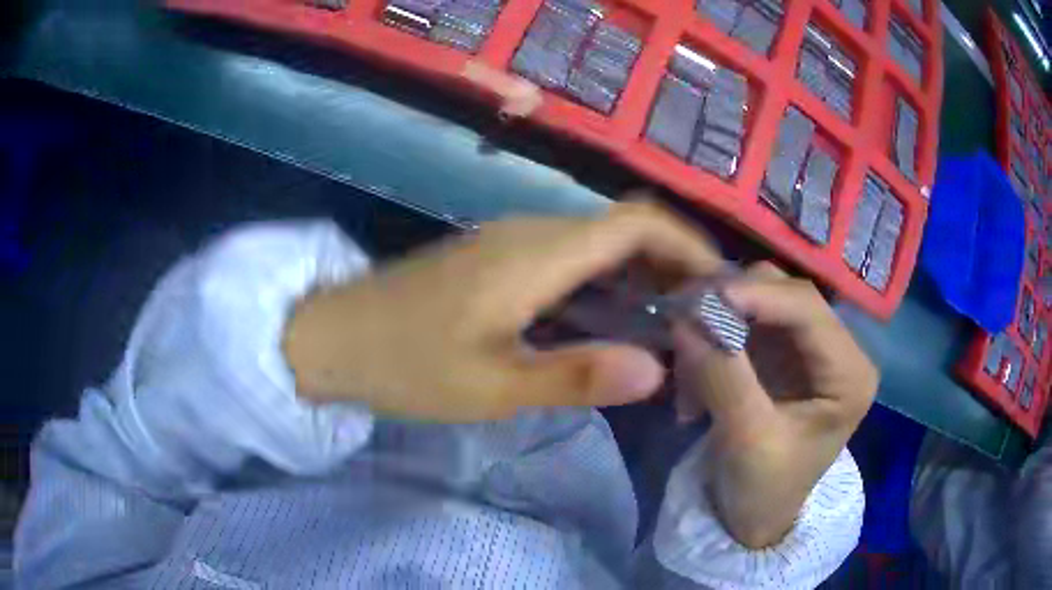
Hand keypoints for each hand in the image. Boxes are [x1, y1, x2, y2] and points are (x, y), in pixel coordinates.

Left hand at [283, 202, 722, 421]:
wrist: (333, 338)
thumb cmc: (405, 365)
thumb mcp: (491, 386)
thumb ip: (576, 376)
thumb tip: (659, 370)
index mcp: (537, 254)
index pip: (636, 224)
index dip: (687, 245)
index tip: (720, 285)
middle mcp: (530, 232)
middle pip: (622, 228)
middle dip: (672, 264)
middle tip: (703, 316)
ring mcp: (509, 241)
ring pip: (596, 243)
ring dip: (640, 275)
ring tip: (672, 322)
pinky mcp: (494, 258)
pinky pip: (569, 257)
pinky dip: (606, 282)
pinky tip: (612, 320)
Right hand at [673, 262, 878, 547]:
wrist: (754, 520)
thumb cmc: (763, 490)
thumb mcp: (747, 439)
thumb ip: (722, 376)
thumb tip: (685, 318)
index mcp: (849, 372)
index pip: (808, 308)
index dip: (757, 295)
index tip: (700, 298)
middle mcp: (835, 349)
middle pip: (784, 294)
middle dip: (732, 304)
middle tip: (681, 321)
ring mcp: (806, 348)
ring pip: (759, 302)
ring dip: (718, 323)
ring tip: (685, 365)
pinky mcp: (780, 355)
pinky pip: (743, 324)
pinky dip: (713, 341)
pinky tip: (692, 379)